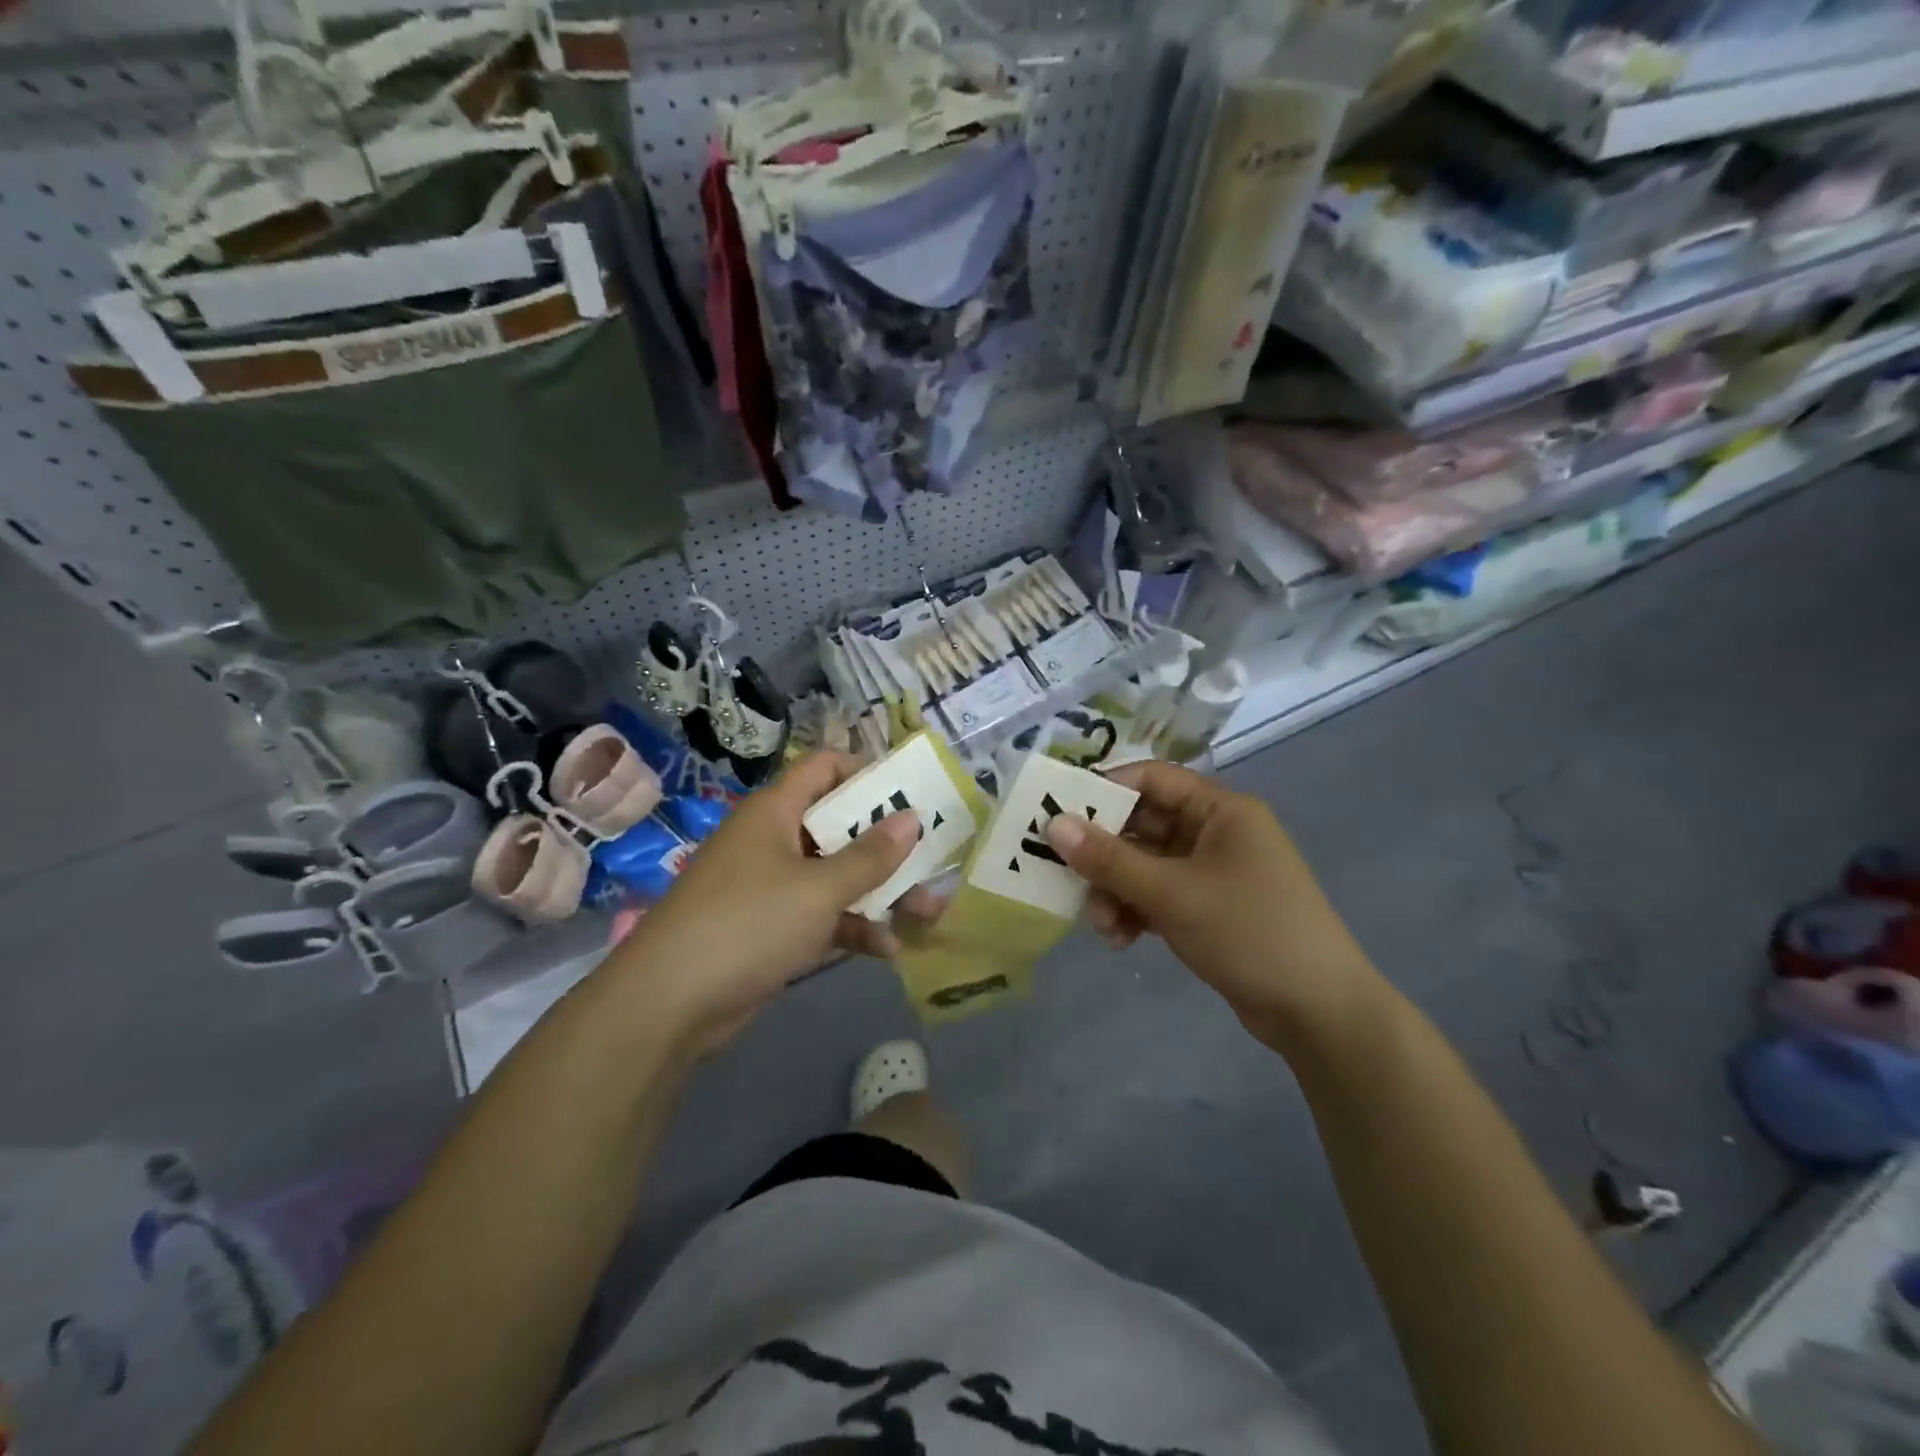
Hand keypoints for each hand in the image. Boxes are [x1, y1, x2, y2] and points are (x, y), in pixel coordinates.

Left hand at [608, 753, 935, 1055]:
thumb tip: (913, 819)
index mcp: (776, 812)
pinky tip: (888, 950)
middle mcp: (775, 840)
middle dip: (888, 845)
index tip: (911, 793)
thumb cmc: (747, 924)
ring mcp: (773, 886)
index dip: (868, 773)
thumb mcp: (817, 889)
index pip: (826, 769)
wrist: (669, 1004)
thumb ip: (869, 856)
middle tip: (933, 859)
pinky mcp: (773, 928)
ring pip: (837, 876)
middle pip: (840, 826)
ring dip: (880, 892)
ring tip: (928, 911)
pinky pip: (823, 916)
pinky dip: (853, 927)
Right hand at [1044, 761, 1384, 1050]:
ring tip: (1104, 926)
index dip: (1104, 790)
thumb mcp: (1173, 893)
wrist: (1318, 1012)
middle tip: (1066, 876)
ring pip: (1146, 865)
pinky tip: (1122, 940)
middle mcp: (1216, 832)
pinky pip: (1159, 895)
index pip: (1152, 779)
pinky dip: (1136, 911)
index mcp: (1220, 810)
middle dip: (1105, 855)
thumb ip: (1110, 859)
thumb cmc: (1250, 932)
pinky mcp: (1209, 908)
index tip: (1059, 812)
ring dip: (1117, 890)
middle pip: (1143, 825)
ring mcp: (1213, 872)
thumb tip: (1054, 824)